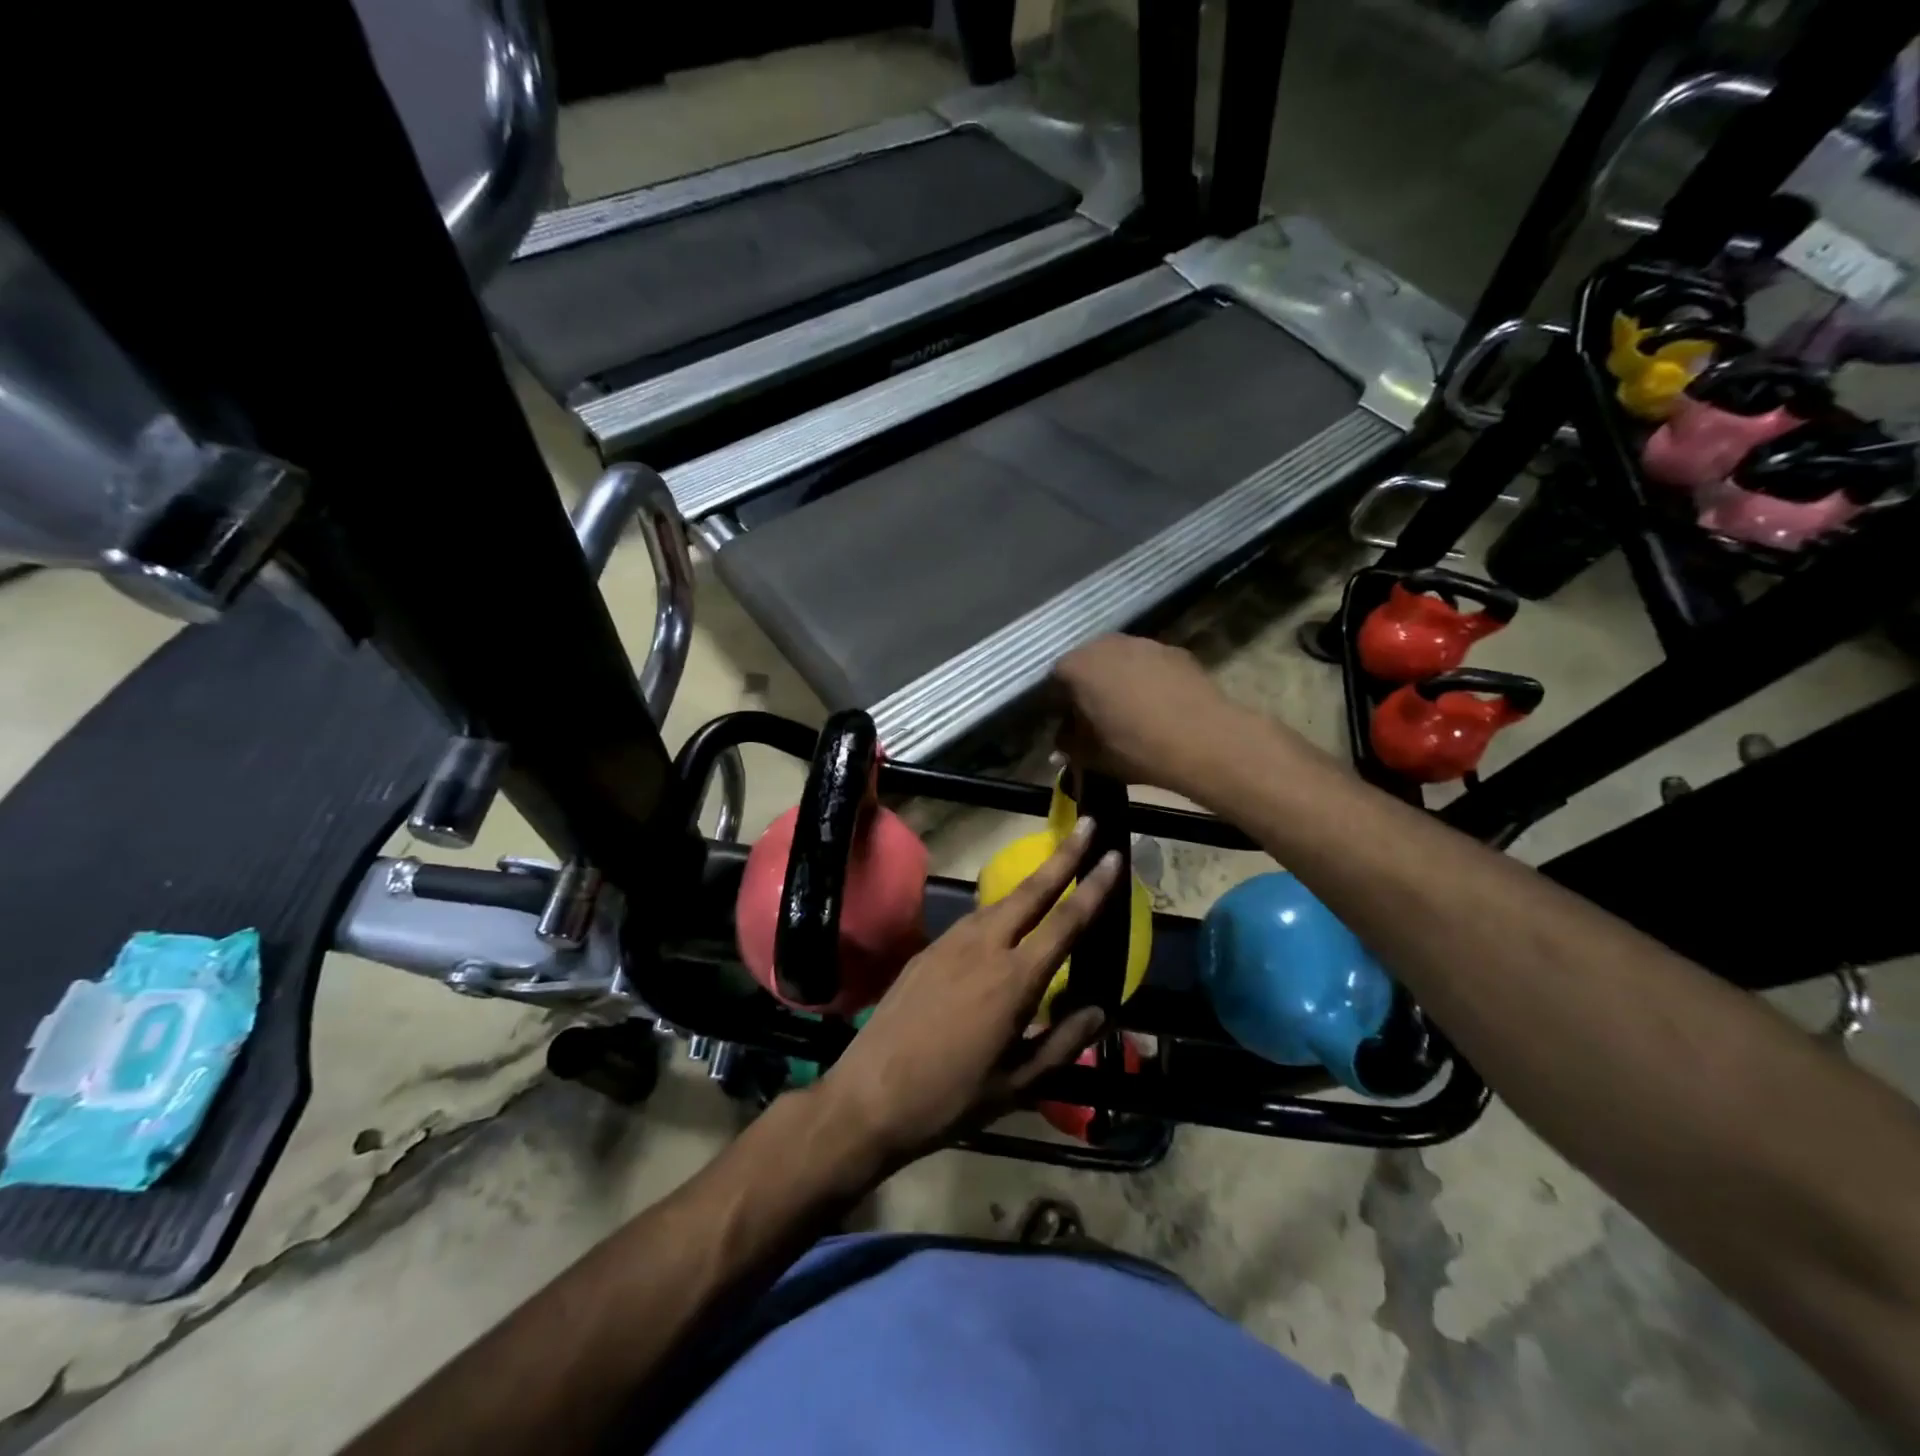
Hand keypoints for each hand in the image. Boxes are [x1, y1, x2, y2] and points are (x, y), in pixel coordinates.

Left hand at [814, 819, 1121, 1170]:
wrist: (869, 1096)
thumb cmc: (951, 1097)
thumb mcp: (1019, 1083)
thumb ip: (1064, 1042)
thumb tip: (1099, 1008)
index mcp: (1014, 980)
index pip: (1065, 923)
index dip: (1093, 888)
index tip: (1113, 856)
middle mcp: (984, 947)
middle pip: (1031, 891)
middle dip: (1063, 855)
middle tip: (1087, 823)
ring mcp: (950, 943)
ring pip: (1000, 901)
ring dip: (1031, 879)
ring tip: (1055, 864)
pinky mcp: (927, 949)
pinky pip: (974, 918)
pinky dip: (1000, 907)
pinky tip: (1007, 915)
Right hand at [1053, 635, 1261, 796]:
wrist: (1203, 740)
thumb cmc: (1135, 747)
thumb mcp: (1090, 756)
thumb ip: (1068, 744)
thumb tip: (1064, 740)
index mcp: (1076, 667)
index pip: (1054, 682)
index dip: (1058, 706)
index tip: (1067, 727)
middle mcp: (1105, 644)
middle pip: (1087, 664)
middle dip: (1088, 688)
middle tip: (1096, 719)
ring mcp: (1143, 643)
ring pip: (1120, 661)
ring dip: (1118, 681)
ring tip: (1130, 712)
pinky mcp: (1175, 651)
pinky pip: (1149, 665)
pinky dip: (1148, 680)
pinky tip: (1158, 707)